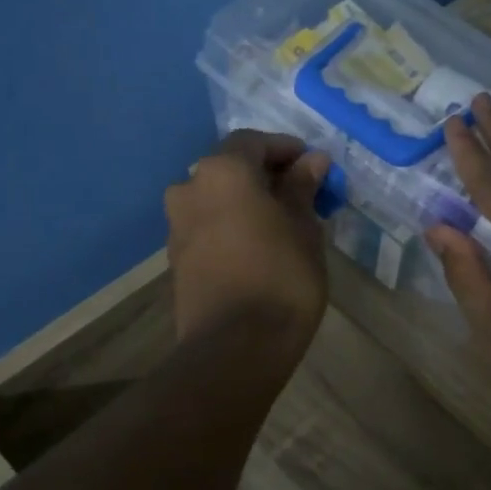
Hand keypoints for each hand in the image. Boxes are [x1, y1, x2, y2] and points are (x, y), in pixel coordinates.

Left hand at [165, 131, 330, 357]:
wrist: (236, 347)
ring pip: (216, 200)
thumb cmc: (281, 277)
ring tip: (281, 224)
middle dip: (265, 177)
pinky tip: (258, 248)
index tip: (314, 166)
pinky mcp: (176, 259)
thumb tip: (312, 161)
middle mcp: (189, 189)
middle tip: (300, 195)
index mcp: (222, 172)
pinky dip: (231, 227)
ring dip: (246, 203)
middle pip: (230, 169)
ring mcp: (177, 226)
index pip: (253, 142)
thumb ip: (302, 188)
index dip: (286, 149)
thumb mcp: (304, 228)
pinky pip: (207, 228)